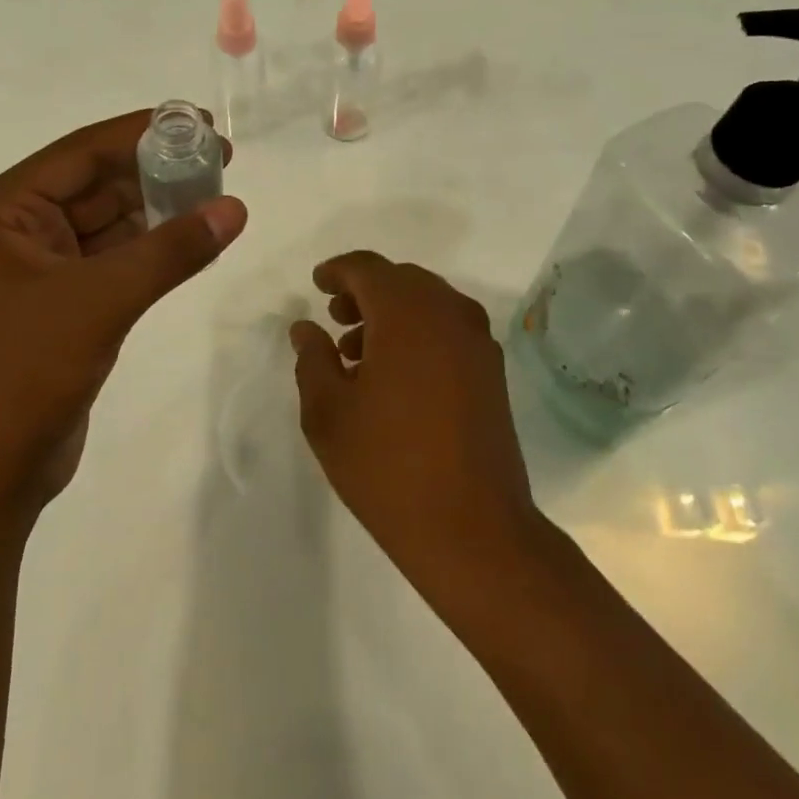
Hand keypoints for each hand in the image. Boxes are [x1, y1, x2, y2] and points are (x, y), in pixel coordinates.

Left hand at [0, 110, 246, 520]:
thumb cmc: (29, 369)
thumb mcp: (104, 298)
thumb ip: (171, 250)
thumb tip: (234, 208)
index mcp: (4, 211)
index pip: (81, 152)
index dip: (143, 132)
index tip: (202, 123)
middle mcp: (18, 228)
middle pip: (96, 181)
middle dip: (155, 170)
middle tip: (219, 159)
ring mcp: (41, 266)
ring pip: (109, 219)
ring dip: (157, 207)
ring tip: (214, 193)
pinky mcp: (64, 300)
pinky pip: (114, 256)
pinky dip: (152, 246)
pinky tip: (193, 238)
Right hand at [290, 252, 537, 583]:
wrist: (474, 530)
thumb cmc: (388, 466)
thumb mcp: (328, 413)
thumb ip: (313, 359)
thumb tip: (307, 328)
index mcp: (407, 313)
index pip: (368, 268)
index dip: (338, 271)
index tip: (317, 284)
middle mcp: (449, 314)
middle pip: (401, 280)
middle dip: (364, 291)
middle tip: (334, 318)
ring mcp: (477, 342)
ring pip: (428, 303)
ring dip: (391, 313)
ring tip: (357, 352)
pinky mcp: (492, 371)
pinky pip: (448, 328)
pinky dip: (418, 332)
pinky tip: (394, 373)